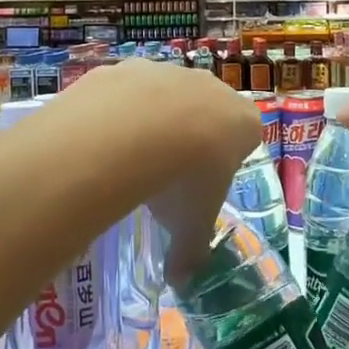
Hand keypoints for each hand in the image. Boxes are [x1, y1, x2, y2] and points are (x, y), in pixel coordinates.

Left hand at [59, 60, 261, 283]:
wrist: (132, 132)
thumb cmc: (182, 180)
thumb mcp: (191, 225)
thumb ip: (190, 253)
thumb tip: (182, 282)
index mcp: (242, 122)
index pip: (247, 134)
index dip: (227, 157)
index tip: (206, 180)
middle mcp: (212, 88)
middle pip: (207, 110)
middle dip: (191, 134)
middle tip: (167, 171)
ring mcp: (169, 72)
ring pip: (165, 95)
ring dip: (153, 119)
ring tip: (128, 157)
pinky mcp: (128, 67)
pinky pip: (125, 90)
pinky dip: (117, 110)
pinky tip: (101, 138)